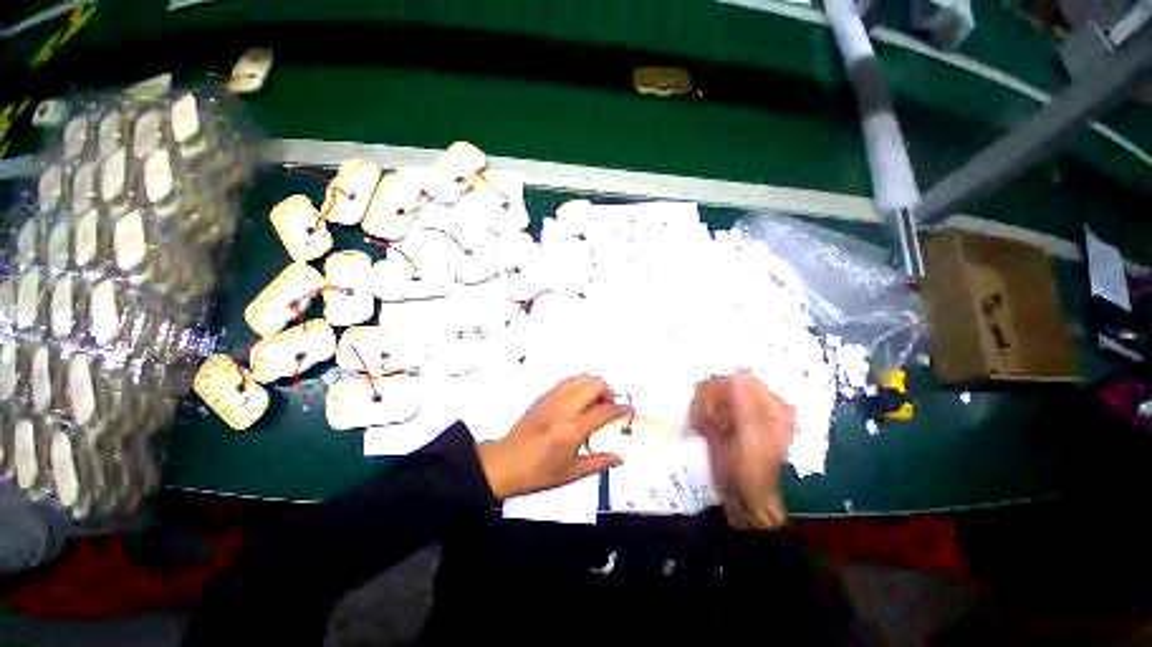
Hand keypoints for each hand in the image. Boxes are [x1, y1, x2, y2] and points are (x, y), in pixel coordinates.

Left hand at [477, 375, 631, 499]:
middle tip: (610, 405)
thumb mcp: (571, 474)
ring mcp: (552, 399)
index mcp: (573, 430)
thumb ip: (598, 463)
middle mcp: (564, 409)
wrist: (504, 463)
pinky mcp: (543, 396)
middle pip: (594, 385)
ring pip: (580, 378)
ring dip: (593, 384)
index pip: (604, 411)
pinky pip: (566, 381)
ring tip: (595, 400)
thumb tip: (620, 458)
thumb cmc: (538, 473)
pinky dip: (579, 384)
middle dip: (608, 390)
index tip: (629, 410)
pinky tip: (579, 398)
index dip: (620, 408)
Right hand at [690, 372, 794, 529]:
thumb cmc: (749, 471)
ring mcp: (739, 409)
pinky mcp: (724, 416)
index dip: (722, 391)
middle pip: (721, 382)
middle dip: (710, 402)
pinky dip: (699, 415)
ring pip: (708, 391)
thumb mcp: (751, 439)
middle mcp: (757, 403)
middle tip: (712, 424)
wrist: (739, 495)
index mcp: (773, 405)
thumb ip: (745, 405)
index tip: (717, 413)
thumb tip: (735, 374)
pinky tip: (704, 431)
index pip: (741, 378)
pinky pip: (703, 403)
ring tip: (707, 430)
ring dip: (702, 410)